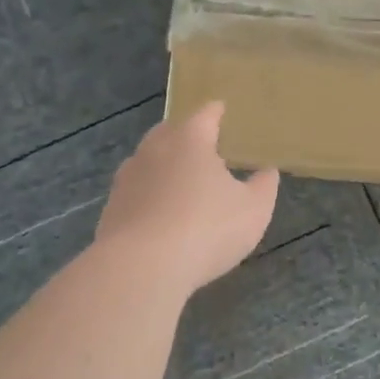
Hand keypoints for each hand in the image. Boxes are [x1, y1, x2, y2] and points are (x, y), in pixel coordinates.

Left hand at [96, 101, 278, 292]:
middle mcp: (154, 150)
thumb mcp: (253, 210)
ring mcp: (127, 179)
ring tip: (181, 180)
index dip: (217, 111)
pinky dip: (148, 196)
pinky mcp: (111, 209)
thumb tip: (267, 171)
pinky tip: (160, 214)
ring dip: (164, 165)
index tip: (223, 110)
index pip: (205, 115)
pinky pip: (135, 192)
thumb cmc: (206, 229)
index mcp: (190, 141)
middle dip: (186, 134)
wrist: (140, 268)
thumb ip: (264, 186)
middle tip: (204, 145)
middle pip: (170, 131)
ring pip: (148, 160)